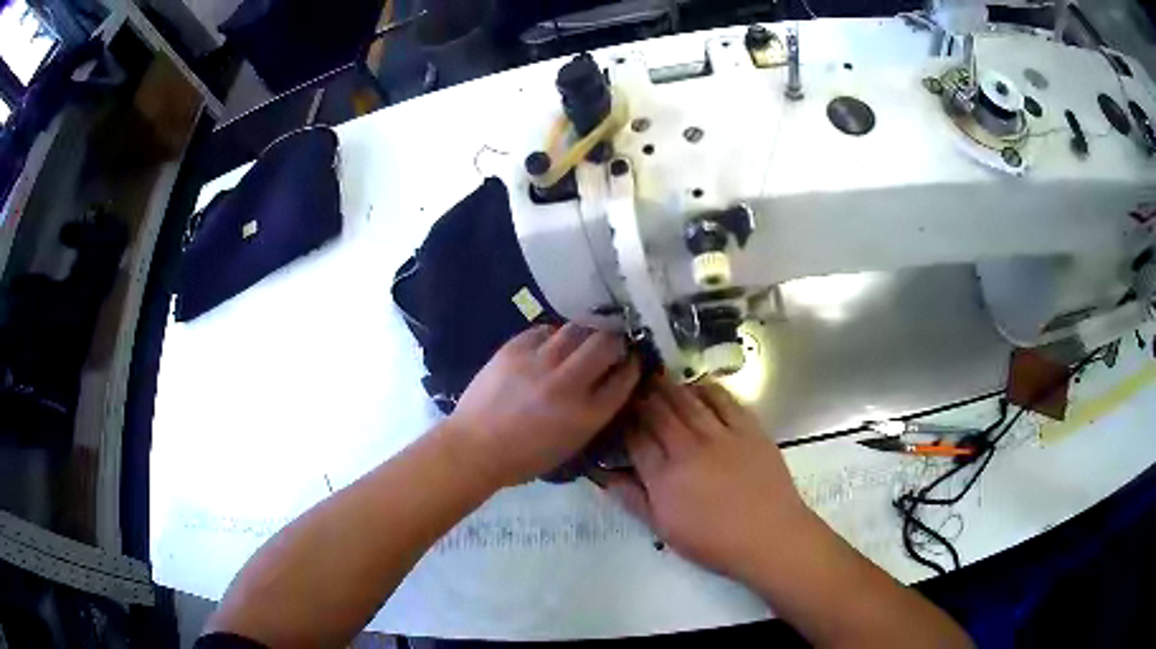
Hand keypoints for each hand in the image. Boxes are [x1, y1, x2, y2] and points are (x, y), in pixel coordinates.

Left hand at [446, 323, 640, 487]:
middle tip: (611, 341)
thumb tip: (609, 383)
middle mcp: (568, 384)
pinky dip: (553, 335)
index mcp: (586, 415)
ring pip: (576, 329)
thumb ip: (595, 413)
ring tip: (582, 337)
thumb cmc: (525, 457)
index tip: (632, 359)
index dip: (632, 365)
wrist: (475, 448)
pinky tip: (550, 344)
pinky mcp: (514, 349)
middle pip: (606, 344)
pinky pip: (544, 330)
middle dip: (615, 339)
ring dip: (586, 332)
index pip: (624, 378)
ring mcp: (539, 363)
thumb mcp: (572, 444)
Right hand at [605, 375, 810, 581]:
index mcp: (664, 477)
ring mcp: (719, 435)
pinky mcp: (747, 428)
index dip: (623, 421)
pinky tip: (696, 382)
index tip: (617, 412)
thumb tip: (605, 476)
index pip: (635, 438)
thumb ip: (633, 500)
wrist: (769, 536)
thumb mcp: (664, 529)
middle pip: (658, 412)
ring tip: (657, 375)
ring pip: (686, 400)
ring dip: (668, 386)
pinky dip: (706, 387)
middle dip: (642, 396)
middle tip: (633, 385)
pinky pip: (723, 399)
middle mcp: (688, 449)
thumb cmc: (714, 541)